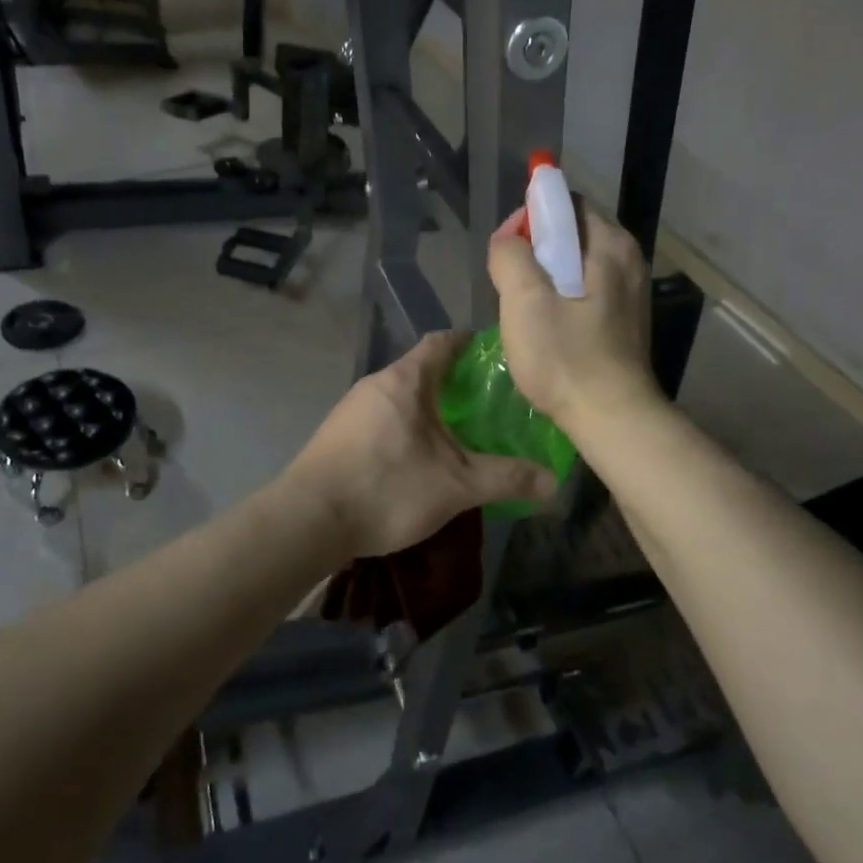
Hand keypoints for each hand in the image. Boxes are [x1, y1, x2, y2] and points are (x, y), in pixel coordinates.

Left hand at [284, 332, 558, 557]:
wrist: (308, 521)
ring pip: (402, 397)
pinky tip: (420, 458)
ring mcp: (352, 410)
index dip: (471, 343)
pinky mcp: (338, 436)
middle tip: (490, 403)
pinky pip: (383, 419)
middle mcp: (376, 384)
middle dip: (456, 383)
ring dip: (430, 409)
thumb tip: (554, 482)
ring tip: (461, 433)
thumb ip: (506, 478)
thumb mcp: (457, 485)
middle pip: (422, 370)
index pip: (443, 341)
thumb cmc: (387, 488)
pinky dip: (408, 428)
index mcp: (406, 379)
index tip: (498, 356)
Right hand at [488, 205, 656, 434]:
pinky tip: (548, 330)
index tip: (505, 253)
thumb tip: (508, 240)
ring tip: (525, 311)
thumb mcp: (524, 301)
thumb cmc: (566, 358)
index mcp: (610, 244)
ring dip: (545, 280)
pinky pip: (585, 292)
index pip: (564, 204)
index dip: (529, 219)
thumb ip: (510, 255)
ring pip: (575, 266)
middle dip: (534, 253)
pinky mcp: (625, 320)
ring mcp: (630, 292)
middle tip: (511, 286)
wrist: (612, 417)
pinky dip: (562, 299)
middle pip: (570, 235)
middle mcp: (628, 260)